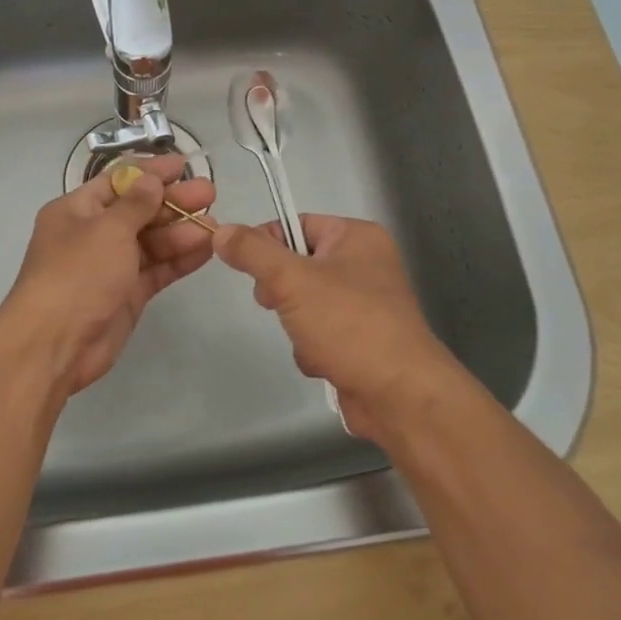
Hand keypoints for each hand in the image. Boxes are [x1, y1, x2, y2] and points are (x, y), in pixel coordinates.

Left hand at [0, 154, 215, 399]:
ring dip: (181, 231)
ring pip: (151, 242)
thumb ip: (136, 204)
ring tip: (215, 224)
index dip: (150, 172)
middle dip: (173, 202)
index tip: (182, 165)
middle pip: (138, 211)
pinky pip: (156, 270)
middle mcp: (92, 234)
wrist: (55, 343)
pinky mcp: (126, 295)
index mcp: (76, 210)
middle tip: (209, 193)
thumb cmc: (77, 273)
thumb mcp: (107, 229)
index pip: (118, 182)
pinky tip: (206, 249)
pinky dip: (179, 260)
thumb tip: (151, 180)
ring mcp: (110, 266)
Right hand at [214, 215, 464, 441]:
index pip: (296, 224)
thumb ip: (252, 252)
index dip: (267, 244)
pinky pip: (318, 332)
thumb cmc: (349, 324)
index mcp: (357, 237)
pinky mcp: (361, 340)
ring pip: (303, 302)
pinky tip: (324, 362)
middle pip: (297, 265)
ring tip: (309, 340)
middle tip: (278, 304)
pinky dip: (312, 348)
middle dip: (282, 292)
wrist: (399, 395)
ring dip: (295, 324)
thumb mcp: (292, 279)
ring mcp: (365, 304)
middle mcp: (365, 264)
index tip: (249, 267)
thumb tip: (221, 231)